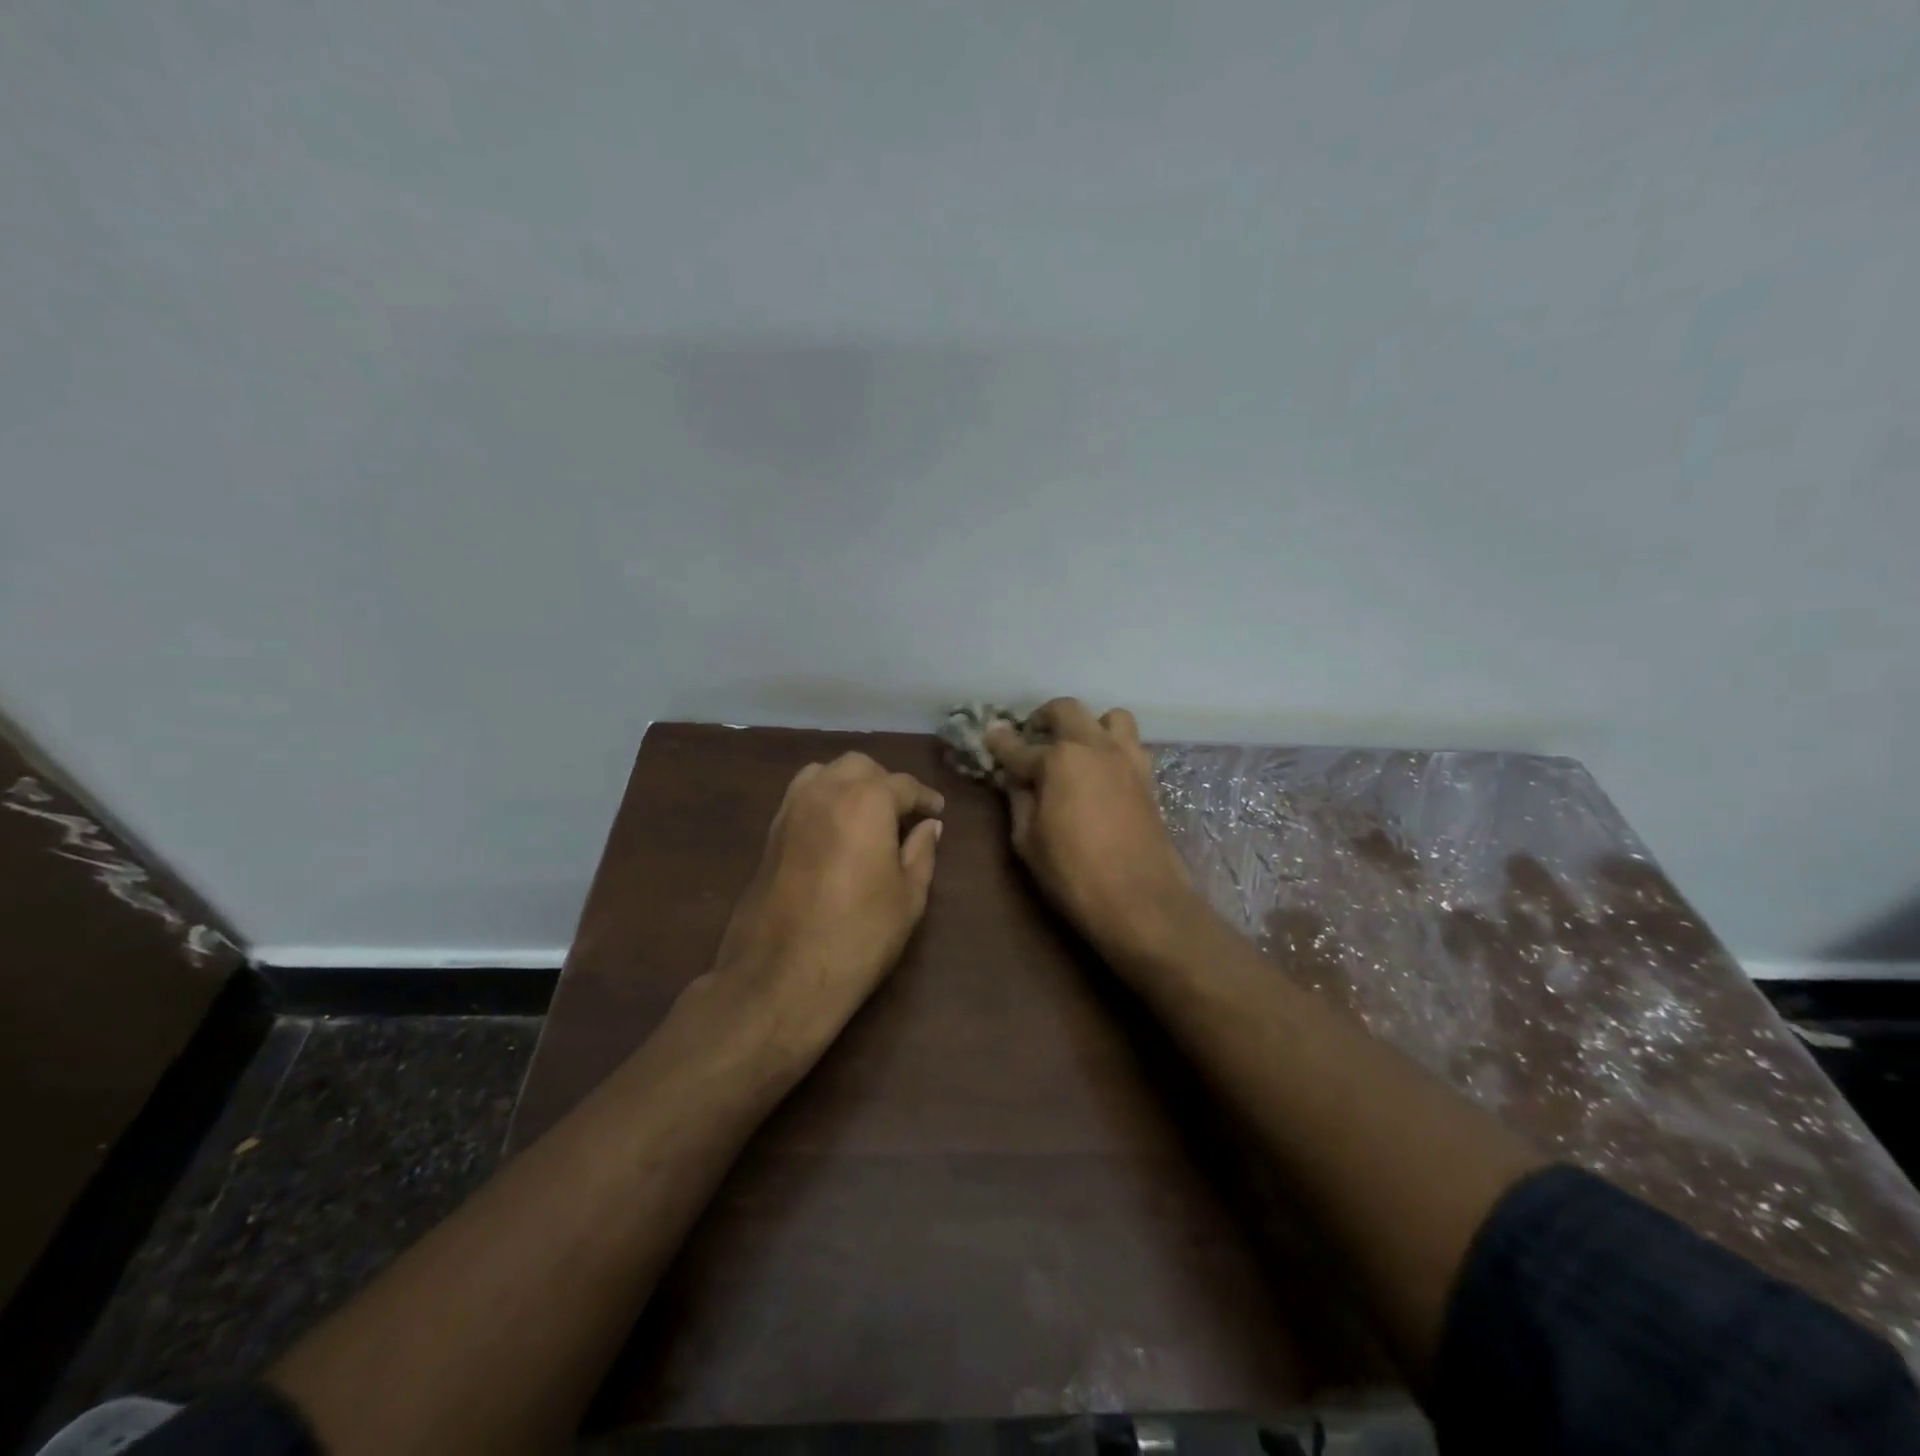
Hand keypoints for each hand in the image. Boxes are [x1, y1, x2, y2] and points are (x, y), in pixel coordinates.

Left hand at [709, 752, 943, 1054]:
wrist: (782, 975)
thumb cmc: (859, 936)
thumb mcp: (909, 897)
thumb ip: (921, 852)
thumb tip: (929, 826)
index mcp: (867, 800)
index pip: (902, 784)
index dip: (924, 797)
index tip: (937, 810)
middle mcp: (826, 791)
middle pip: (860, 767)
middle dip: (884, 782)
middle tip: (902, 814)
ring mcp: (791, 809)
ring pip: (825, 773)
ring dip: (849, 784)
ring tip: (866, 816)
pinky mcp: (771, 832)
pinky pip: (801, 795)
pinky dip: (823, 799)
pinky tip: (836, 830)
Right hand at [986, 699, 1194, 958]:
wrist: (1141, 899)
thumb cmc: (1072, 873)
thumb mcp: (1027, 840)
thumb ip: (1019, 799)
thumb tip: (1015, 777)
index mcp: (1058, 760)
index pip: (1018, 746)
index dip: (999, 742)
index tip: (989, 735)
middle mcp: (1094, 747)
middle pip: (1066, 710)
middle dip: (1043, 717)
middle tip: (1032, 738)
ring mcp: (1126, 758)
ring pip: (1110, 717)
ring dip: (1089, 724)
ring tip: (1076, 749)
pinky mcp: (1147, 777)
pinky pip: (1130, 744)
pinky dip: (1112, 747)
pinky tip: (1101, 772)